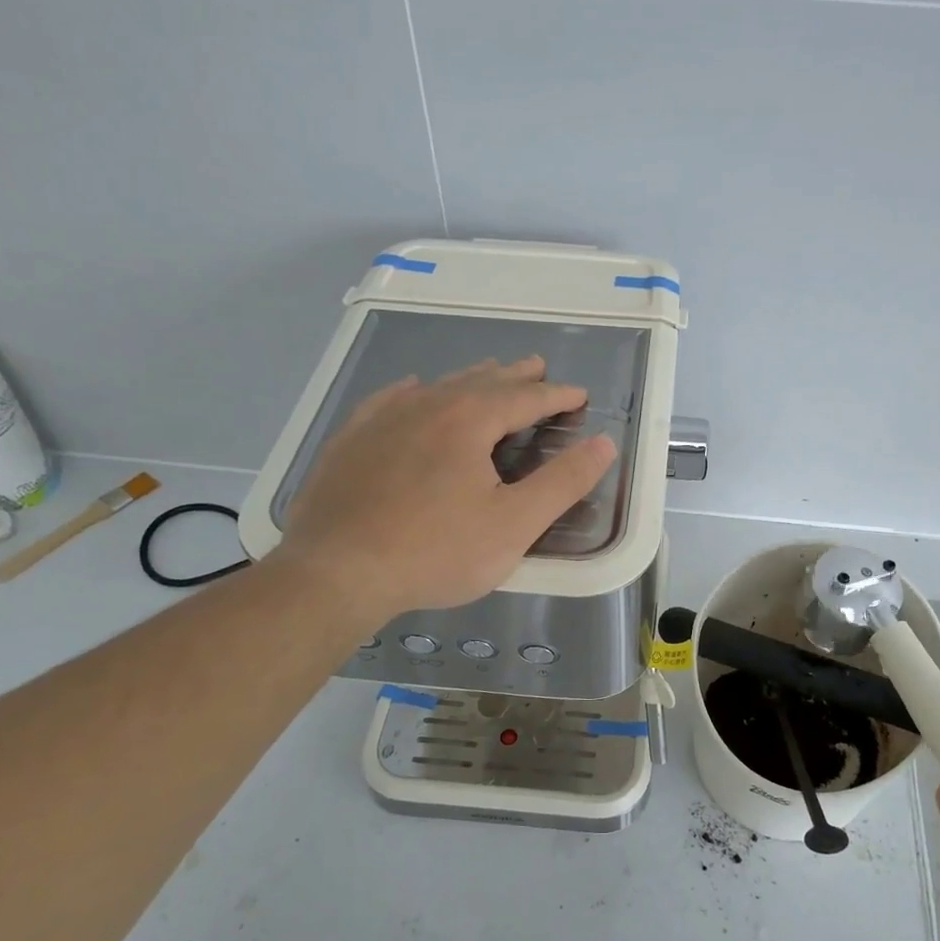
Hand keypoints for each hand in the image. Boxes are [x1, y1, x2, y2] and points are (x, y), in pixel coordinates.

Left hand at [275, 356, 615, 621]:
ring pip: (438, 386)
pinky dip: (413, 391)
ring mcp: (383, 418)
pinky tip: (411, 390)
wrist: (335, 572)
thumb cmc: (435, 551)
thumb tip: (604, 443)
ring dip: (470, 379)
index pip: (526, 398)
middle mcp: (427, 405)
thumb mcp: (514, 525)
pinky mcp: (351, 439)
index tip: (578, 395)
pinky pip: (389, 399)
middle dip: (516, 376)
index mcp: (470, 420)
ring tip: (488, 375)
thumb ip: (563, 482)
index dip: (557, 395)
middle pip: (482, 381)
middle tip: (537, 368)